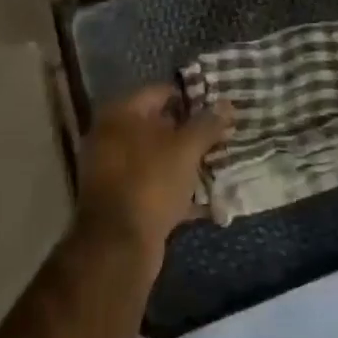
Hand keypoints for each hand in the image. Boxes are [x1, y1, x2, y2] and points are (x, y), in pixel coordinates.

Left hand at [76, 86, 231, 252]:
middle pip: (158, 125)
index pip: (161, 92)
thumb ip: (207, 124)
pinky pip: (154, 185)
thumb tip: (227, 104)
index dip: (192, 98)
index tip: (218, 108)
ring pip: (158, 157)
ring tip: (219, 164)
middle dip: (191, 132)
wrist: (117, 246)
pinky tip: (208, 200)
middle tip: (222, 136)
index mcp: (120, 114)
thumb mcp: (185, 149)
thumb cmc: (150, 182)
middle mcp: (110, 136)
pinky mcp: (121, 200)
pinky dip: (177, 189)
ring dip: (186, 162)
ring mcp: (113, 170)